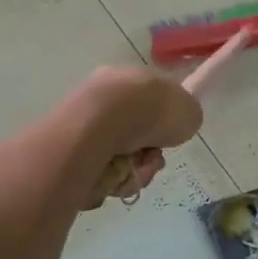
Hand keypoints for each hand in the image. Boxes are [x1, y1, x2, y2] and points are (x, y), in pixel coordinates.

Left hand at [75, 67, 203, 207]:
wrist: (98, 127)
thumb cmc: (147, 111)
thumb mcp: (187, 110)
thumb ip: (186, 116)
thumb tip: (177, 124)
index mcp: (128, 78)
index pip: (149, 103)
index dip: (163, 126)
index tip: (168, 139)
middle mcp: (102, 98)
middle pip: (135, 137)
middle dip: (147, 155)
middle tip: (152, 161)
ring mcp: (83, 126)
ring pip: (120, 158)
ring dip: (134, 170)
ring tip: (135, 171)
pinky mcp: (69, 153)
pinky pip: (100, 173)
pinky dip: (113, 180)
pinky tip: (116, 177)